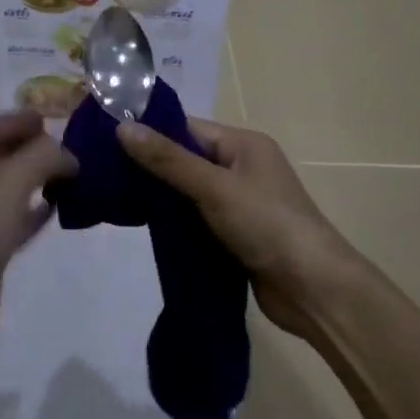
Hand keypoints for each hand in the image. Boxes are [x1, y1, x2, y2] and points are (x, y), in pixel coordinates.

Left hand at [0, 111, 76, 363]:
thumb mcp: (10, 183)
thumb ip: (42, 158)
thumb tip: (67, 155)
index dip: (11, 119)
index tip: (46, 119)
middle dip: (26, 147)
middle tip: (62, 146)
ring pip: (6, 190)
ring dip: (33, 178)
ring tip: (67, 174)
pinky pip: (13, 222)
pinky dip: (34, 211)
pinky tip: (58, 210)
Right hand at [118, 118, 354, 341]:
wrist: (315, 291)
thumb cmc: (267, 225)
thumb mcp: (214, 187)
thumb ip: (168, 160)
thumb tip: (122, 128)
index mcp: (243, 144)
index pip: (187, 128)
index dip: (150, 132)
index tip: (106, 140)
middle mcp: (242, 168)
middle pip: (186, 159)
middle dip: (150, 167)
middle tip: (104, 173)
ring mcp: (240, 203)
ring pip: (189, 192)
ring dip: (161, 198)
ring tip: (115, 199)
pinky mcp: (236, 235)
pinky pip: (197, 219)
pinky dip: (175, 223)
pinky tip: (144, 228)